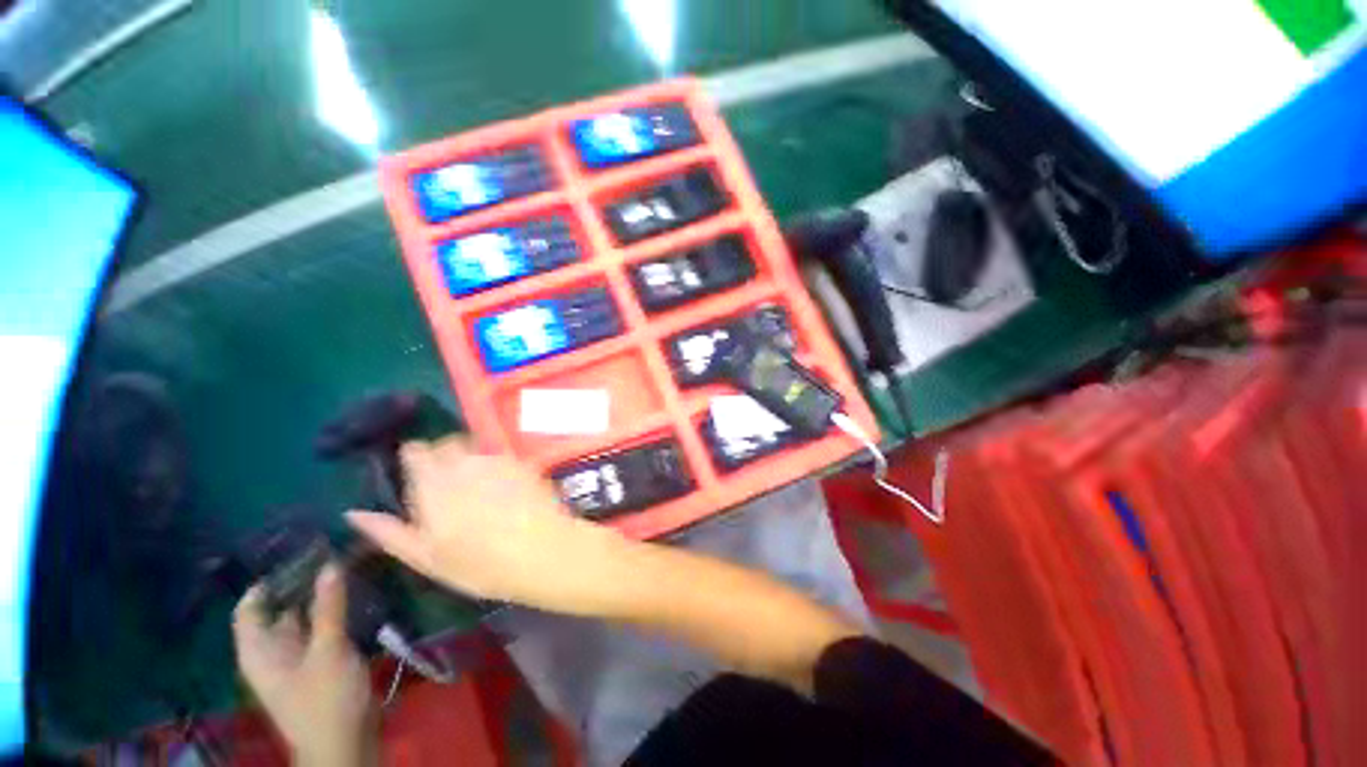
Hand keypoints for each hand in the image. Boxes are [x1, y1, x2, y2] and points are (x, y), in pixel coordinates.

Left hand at [233, 565, 377, 766]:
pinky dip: (332, 613)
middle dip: (301, 583)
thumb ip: (328, 607)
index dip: (268, 581)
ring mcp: (296, 659)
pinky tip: (354, 597)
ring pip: (303, 619)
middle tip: (333, 553)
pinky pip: (320, 630)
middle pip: (278, 610)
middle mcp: (272, 651)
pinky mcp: (318, 664)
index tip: (300, 554)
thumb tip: (330, 564)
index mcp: (259, 650)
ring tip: (347, 568)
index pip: (250, 607)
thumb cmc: (325, 700)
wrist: (344, 744)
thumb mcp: (328, 650)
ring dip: (320, 597)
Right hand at [346, 437, 625, 613]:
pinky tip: (503, 491)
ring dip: (470, 461)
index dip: (415, 457)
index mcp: (434, 483)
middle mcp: (465, 463)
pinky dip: (495, 466)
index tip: (417, 473)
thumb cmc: (480, 564)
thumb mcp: (427, 557)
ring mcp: (498, 460)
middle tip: (447, 485)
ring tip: (477, 490)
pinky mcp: (523, 463)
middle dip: (443, 457)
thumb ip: (389, 532)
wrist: (542, 550)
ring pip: (475, 449)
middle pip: (447, 443)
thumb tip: (353, 513)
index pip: (417, 450)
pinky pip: (500, 456)